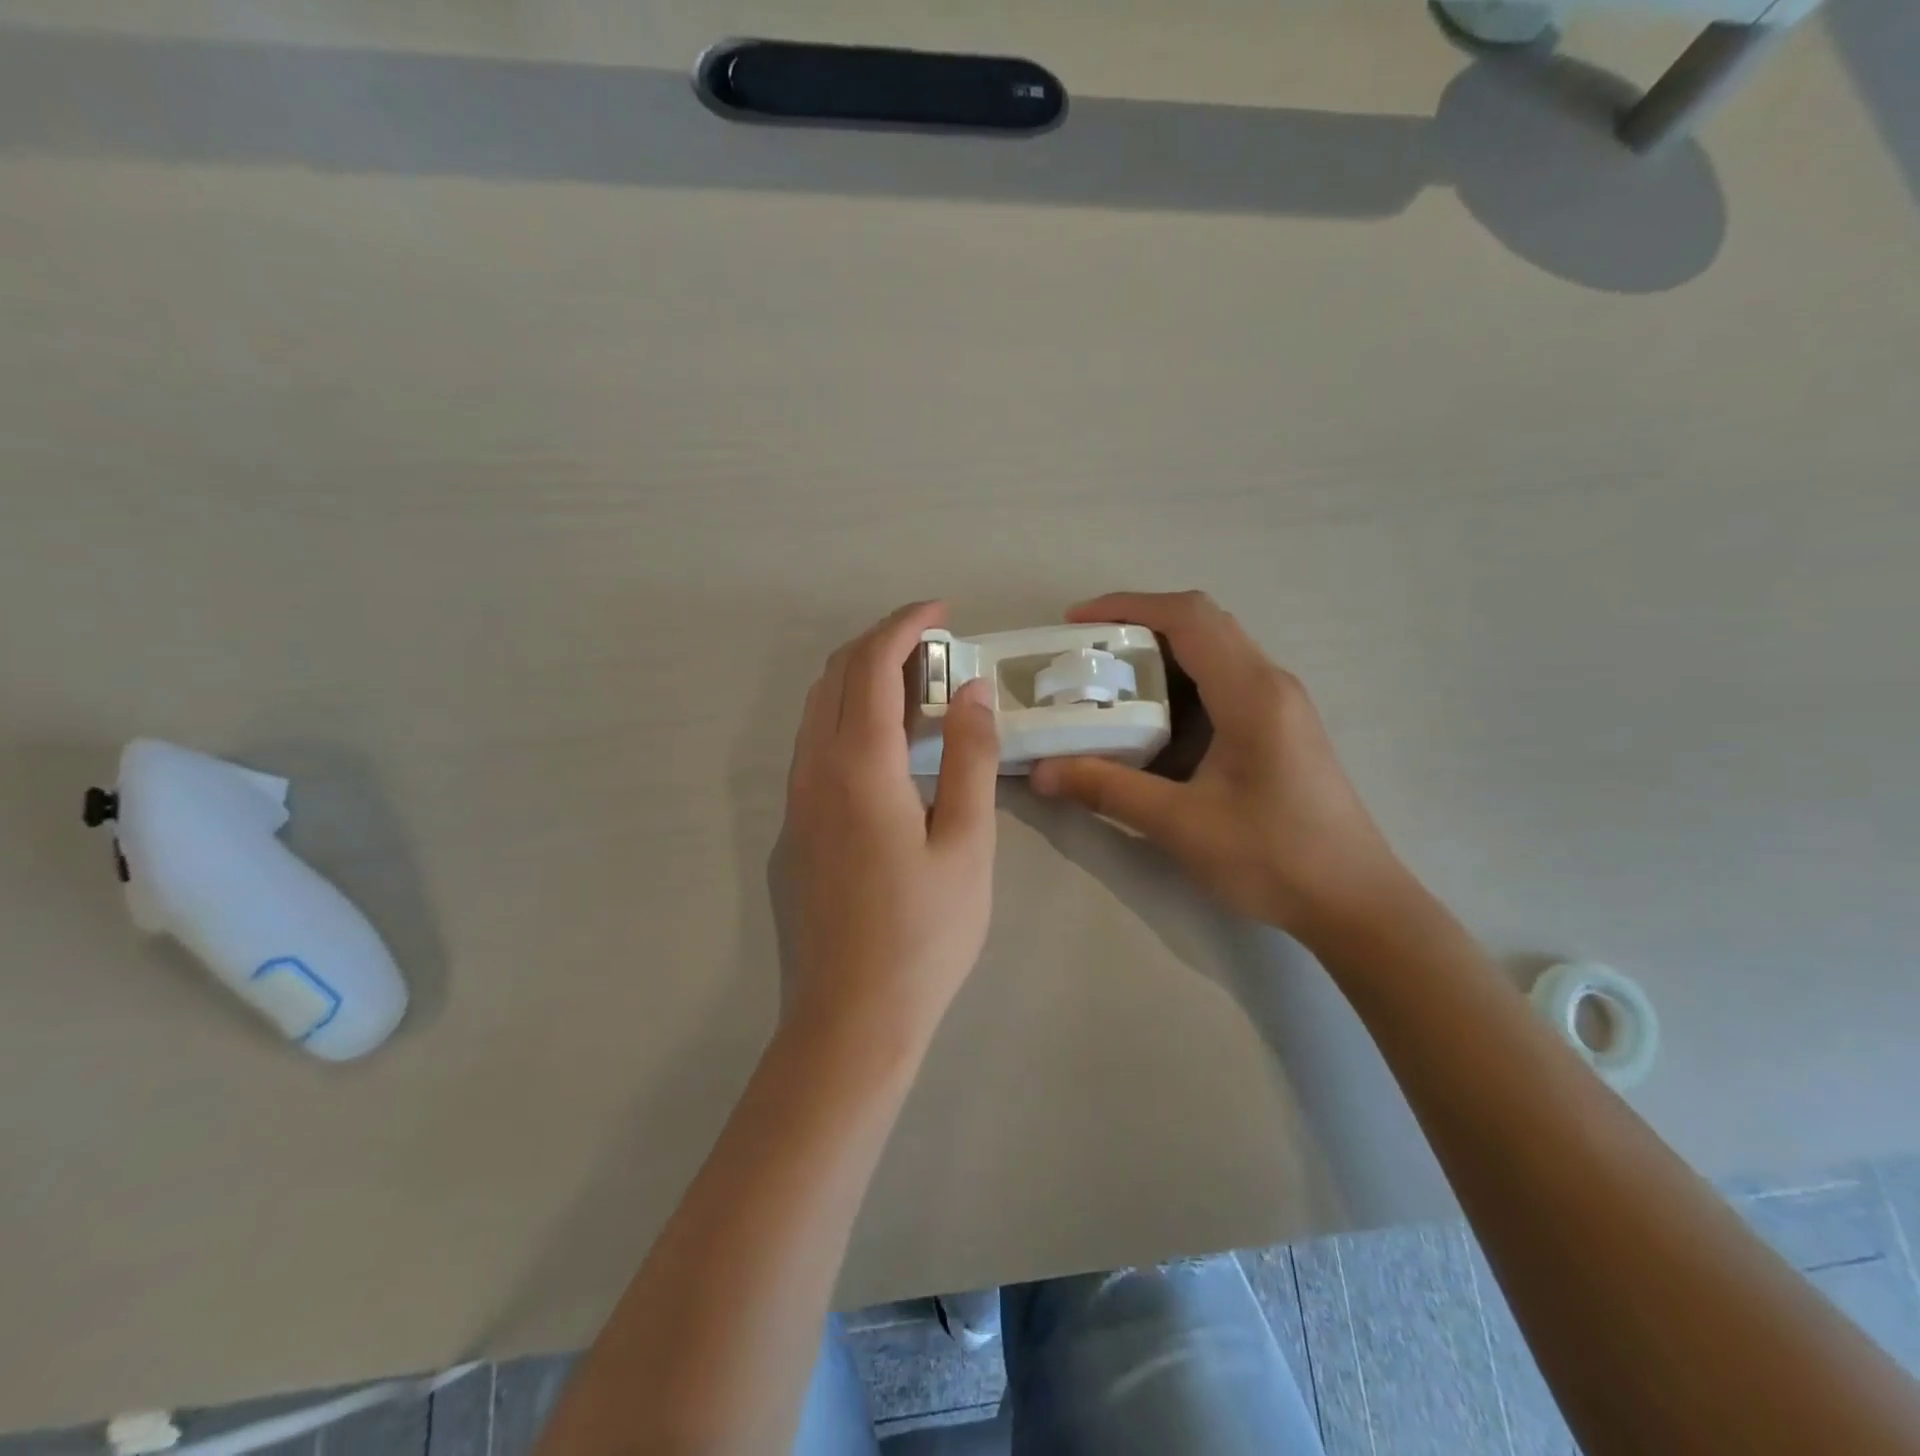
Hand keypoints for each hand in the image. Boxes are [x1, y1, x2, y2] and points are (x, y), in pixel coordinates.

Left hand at [776, 602, 999, 1043]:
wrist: (851, 1019)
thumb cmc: (924, 935)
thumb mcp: (966, 843)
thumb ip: (968, 758)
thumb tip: (971, 690)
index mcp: (858, 766)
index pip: (872, 665)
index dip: (905, 625)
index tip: (941, 611)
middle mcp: (813, 771)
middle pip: (835, 676)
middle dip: (881, 643)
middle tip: (936, 649)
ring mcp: (795, 801)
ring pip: (817, 710)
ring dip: (862, 681)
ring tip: (918, 692)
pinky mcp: (793, 830)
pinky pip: (815, 746)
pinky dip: (849, 719)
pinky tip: (888, 750)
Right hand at [1030, 591, 1407, 941]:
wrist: (1354, 901)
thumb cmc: (1273, 857)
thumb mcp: (1180, 824)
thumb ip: (1107, 790)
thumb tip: (1040, 772)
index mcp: (1251, 692)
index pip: (1188, 618)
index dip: (1127, 606)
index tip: (1076, 622)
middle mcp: (1271, 683)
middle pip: (1202, 623)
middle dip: (1139, 625)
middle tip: (1087, 653)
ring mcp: (1281, 704)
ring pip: (1215, 650)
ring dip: (1161, 654)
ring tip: (1109, 681)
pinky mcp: (1280, 727)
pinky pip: (1225, 681)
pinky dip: (1181, 683)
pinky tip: (1152, 720)